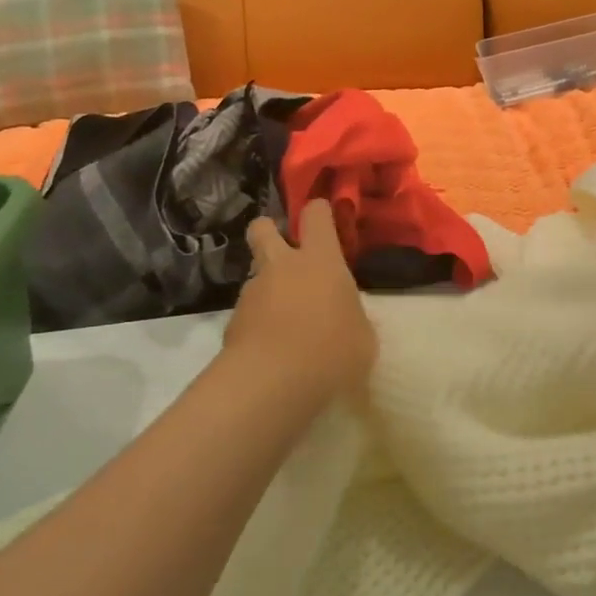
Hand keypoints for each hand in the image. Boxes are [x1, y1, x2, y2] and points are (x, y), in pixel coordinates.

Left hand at [225, 200, 376, 406]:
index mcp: (321, 261)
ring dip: (268, 287)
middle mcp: (282, 266)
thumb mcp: (363, 337)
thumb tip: (344, 319)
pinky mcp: (232, 323)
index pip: (316, 215)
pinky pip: (248, 312)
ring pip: (255, 274)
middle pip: (263, 228)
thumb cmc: (332, 352)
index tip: (325, 219)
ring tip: (286, 320)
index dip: (319, 211)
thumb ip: (352, 318)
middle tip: (285, 251)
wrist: (271, 384)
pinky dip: (258, 323)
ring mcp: (252, 293)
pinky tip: (273, 348)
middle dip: (269, 231)